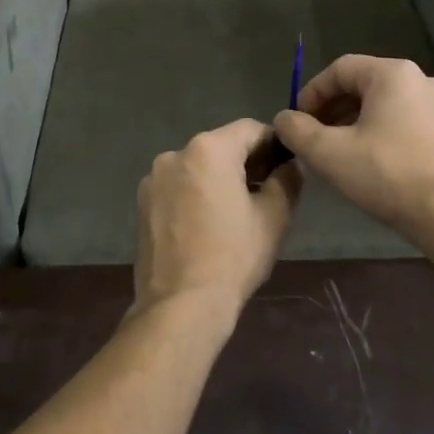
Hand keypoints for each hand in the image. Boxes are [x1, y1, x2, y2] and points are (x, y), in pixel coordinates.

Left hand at [133, 119, 301, 320]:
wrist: (181, 304)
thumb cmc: (233, 256)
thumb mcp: (274, 216)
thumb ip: (286, 180)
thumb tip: (290, 166)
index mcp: (208, 149)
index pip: (250, 129)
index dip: (273, 144)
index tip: (287, 166)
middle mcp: (175, 154)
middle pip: (220, 147)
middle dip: (246, 162)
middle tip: (268, 190)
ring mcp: (153, 179)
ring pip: (197, 168)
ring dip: (218, 179)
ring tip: (236, 212)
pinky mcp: (142, 204)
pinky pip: (178, 187)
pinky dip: (196, 195)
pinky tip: (208, 224)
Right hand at [273, 55, 433, 248]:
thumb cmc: (389, 176)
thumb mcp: (330, 154)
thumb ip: (298, 131)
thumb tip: (284, 119)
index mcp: (393, 75)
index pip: (340, 69)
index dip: (312, 93)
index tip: (298, 122)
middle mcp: (423, 80)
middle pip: (365, 85)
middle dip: (333, 110)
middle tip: (315, 139)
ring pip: (387, 105)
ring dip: (357, 123)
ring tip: (341, 154)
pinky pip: (409, 121)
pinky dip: (384, 133)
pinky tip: (375, 164)